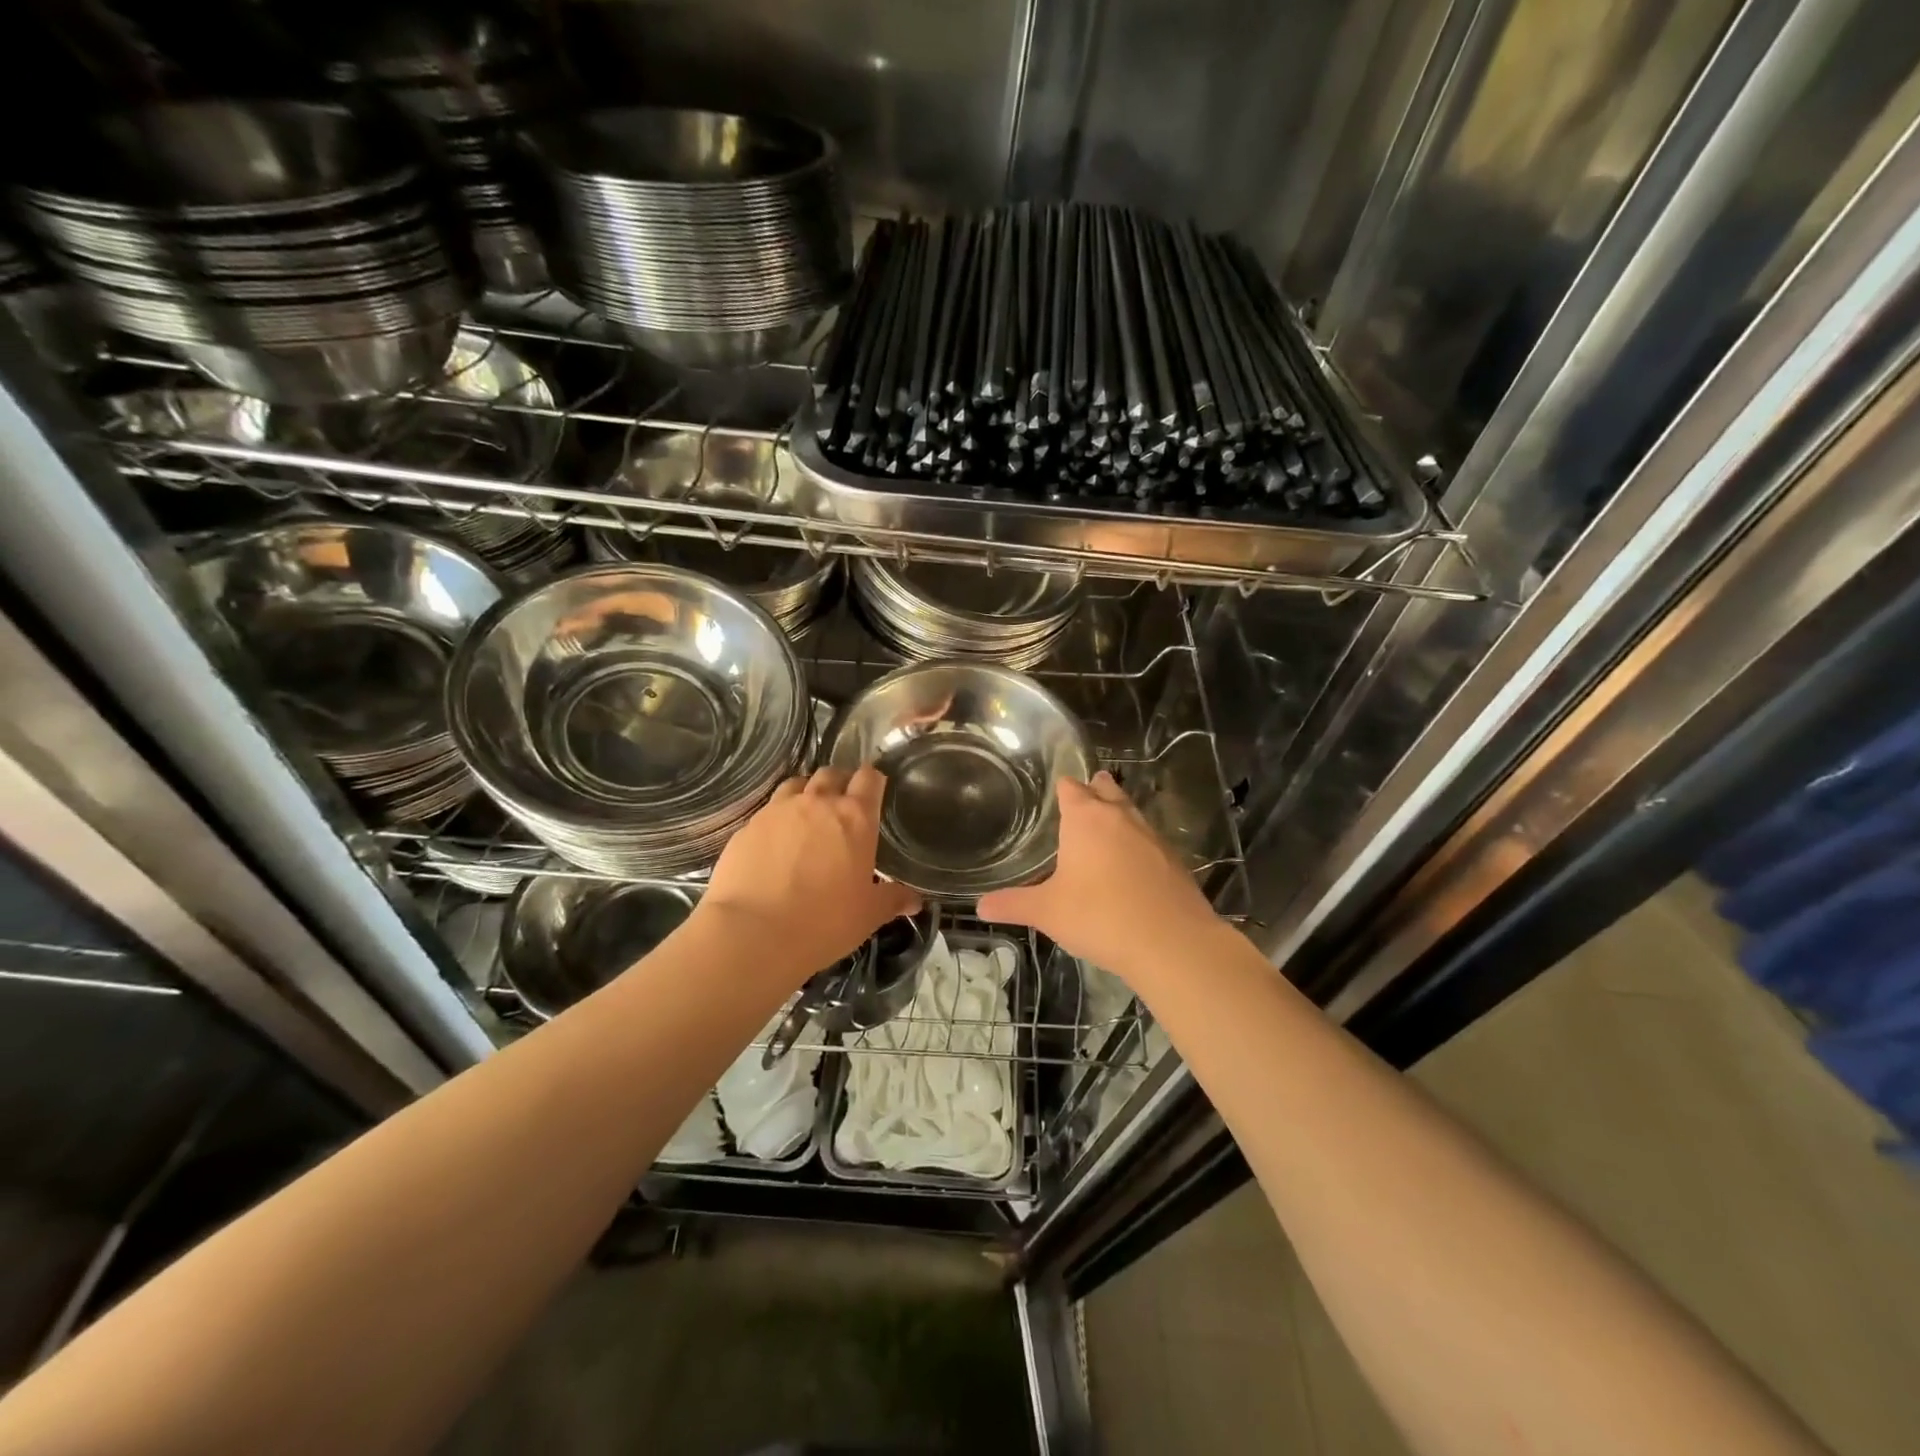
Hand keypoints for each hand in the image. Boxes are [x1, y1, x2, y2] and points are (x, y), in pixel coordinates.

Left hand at [699, 766, 921, 982]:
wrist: (752, 934)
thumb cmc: (824, 922)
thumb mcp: (868, 915)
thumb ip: (893, 900)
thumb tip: (914, 901)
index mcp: (854, 817)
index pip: (869, 778)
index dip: (874, 780)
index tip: (876, 790)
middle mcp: (816, 803)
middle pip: (831, 774)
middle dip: (840, 782)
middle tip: (843, 805)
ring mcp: (777, 811)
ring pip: (795, 784)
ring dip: (806, 793)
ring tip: (809, 817)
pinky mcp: (747, 827)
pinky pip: (768, 812)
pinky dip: (778, 819)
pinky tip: (777, 843)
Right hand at [977, 771, 1220, 979]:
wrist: (1172, 943)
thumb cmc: (1100, 917)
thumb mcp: (1047, 912)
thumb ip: (1013, 904)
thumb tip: (980, 906)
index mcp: (1086, 819)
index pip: (1071, 788)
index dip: (1062, 788)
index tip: (1053, 792)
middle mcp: (1120, 818)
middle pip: (1106, 790)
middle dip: (1094, 790)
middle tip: (1081, 799)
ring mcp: (1152, 837)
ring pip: (1132, 813)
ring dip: (1118, 816)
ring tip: (1104, 829)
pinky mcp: (1175, 860)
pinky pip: (1150, 841)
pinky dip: (1138, 845)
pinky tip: (1131, 866)